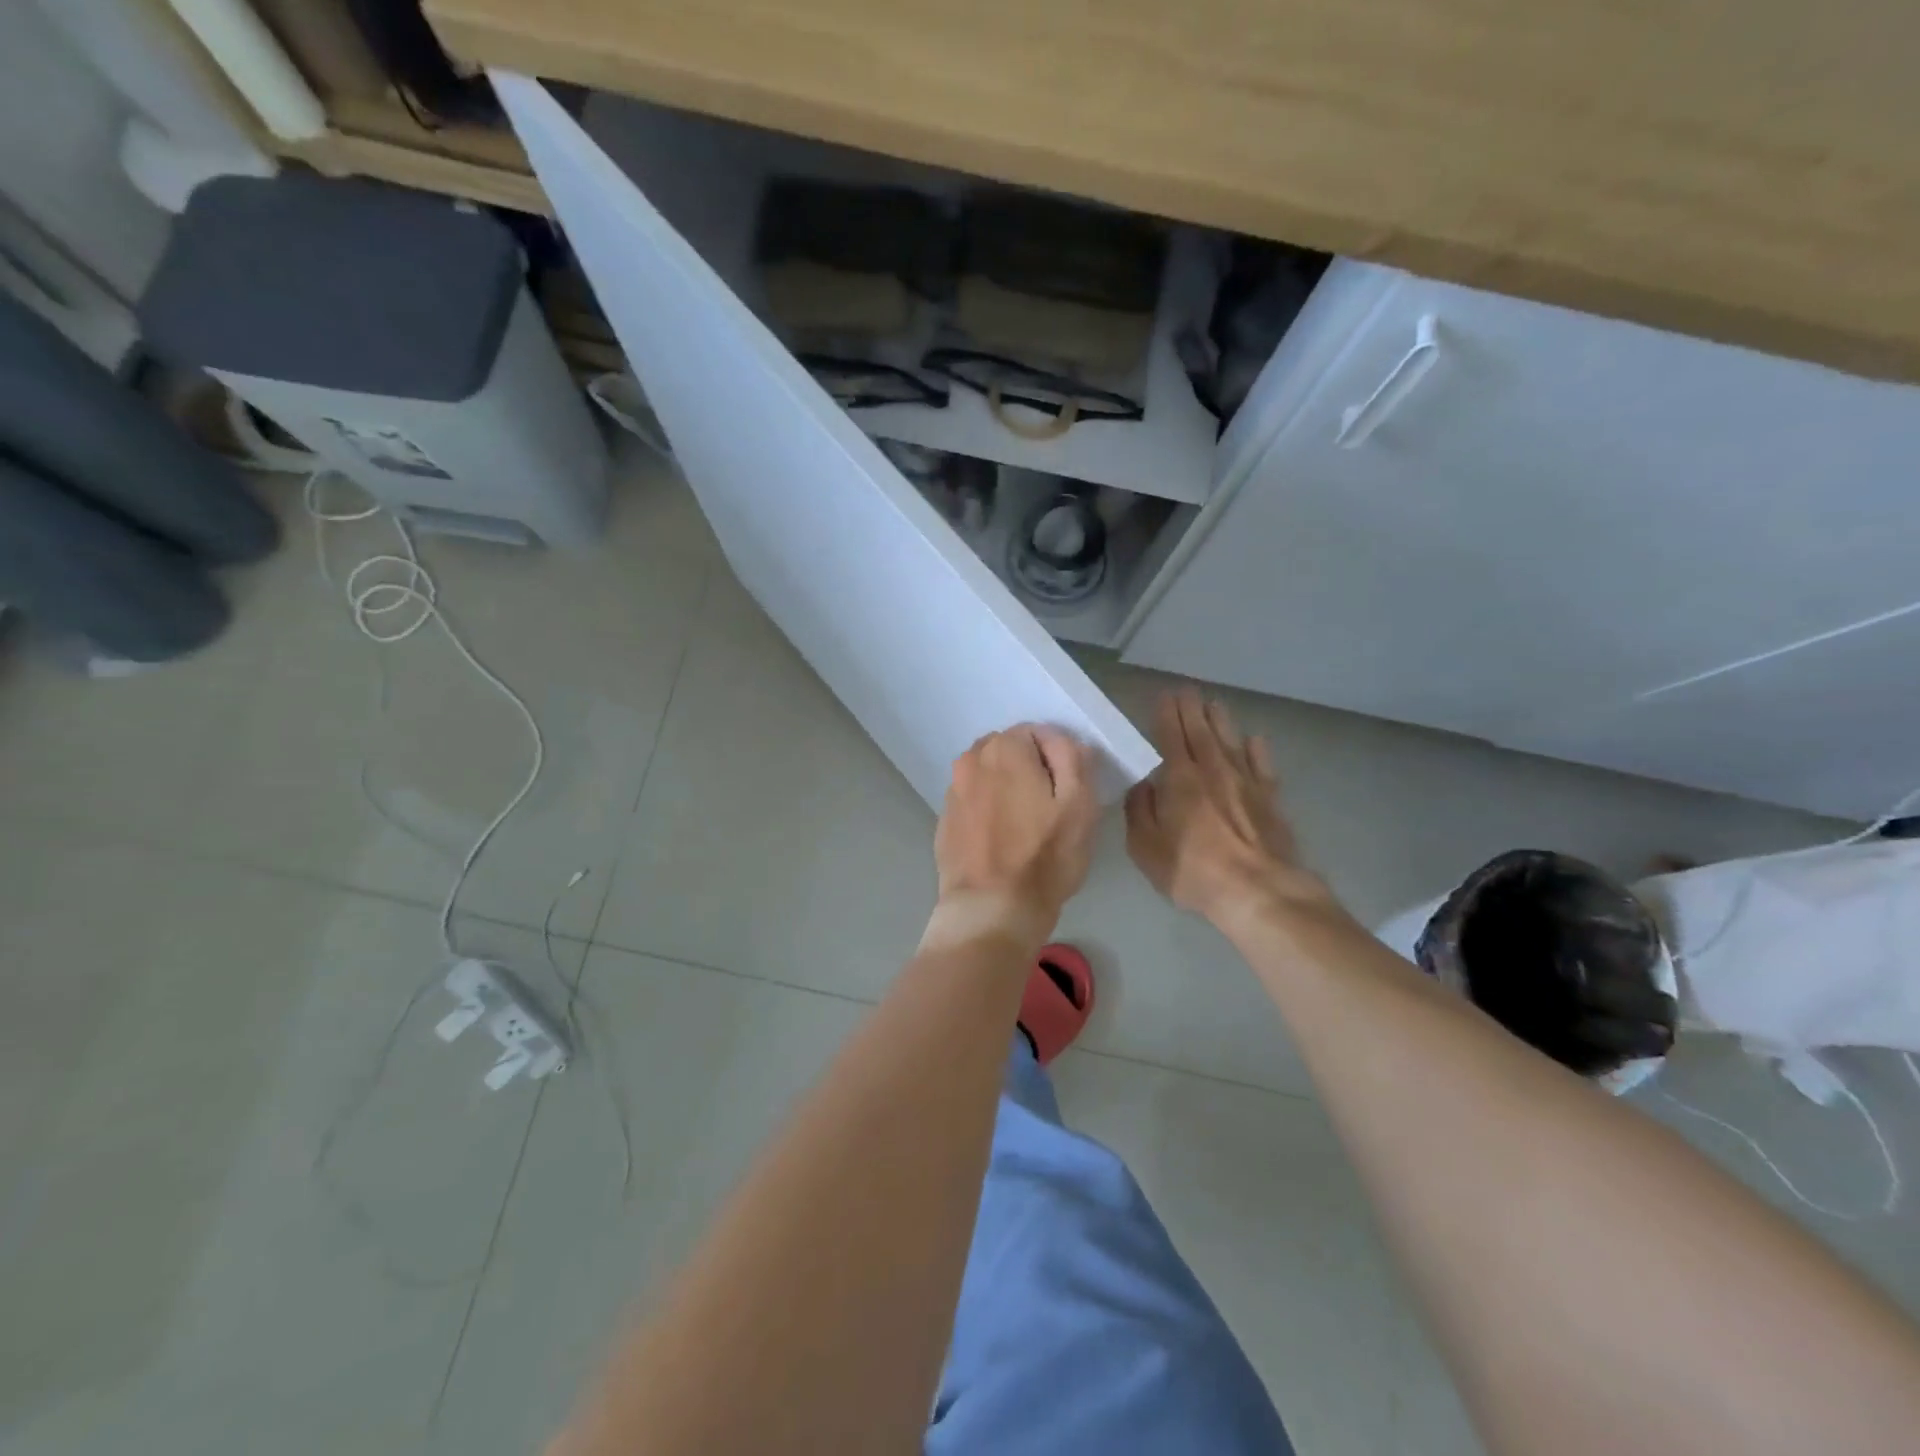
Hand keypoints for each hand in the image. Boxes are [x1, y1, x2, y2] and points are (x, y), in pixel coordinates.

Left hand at [931, 725, 1098, 946]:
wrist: (991, 909)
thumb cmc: (1043, 856)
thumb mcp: (1079, 803)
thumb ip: (1072, 757)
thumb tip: (1058, 739)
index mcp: (1003, 748)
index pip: (1036, 733)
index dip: (1057, 760)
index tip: (1066, 793)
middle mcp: (970, 760)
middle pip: (1008, 752)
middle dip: (1028, 770)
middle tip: (1047, 810)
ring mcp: (952, 791)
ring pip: (988, 777)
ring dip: (1005, 790)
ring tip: (1023, 828)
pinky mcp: (944, 821)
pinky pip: (973, 803)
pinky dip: (987, 812)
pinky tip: (1000, 842)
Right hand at [1125, 688, 1332, 928]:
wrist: (1258, 891)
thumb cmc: (1193, 870)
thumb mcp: (1146, 846)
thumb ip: (1139, 810)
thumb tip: (1141, 784)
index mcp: (1179, 779)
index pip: (1171, 736)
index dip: (1166, 714)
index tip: (1164, 696)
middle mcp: (1213, 771)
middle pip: (1201, 731)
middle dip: (1192, 709)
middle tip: (1187, 690)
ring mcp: (1245, 783)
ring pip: (1231, 742)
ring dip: (1221, 722)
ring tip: (1215, 705)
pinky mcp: (1270, 800)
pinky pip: (1262, 766)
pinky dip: (1257, 751)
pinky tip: (1254, 740)